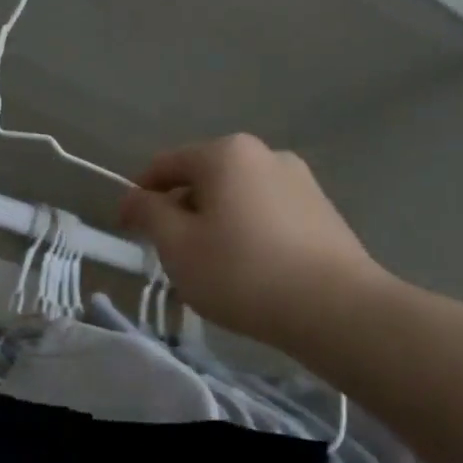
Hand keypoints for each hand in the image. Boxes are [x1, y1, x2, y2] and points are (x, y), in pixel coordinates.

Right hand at [119, 134, 386, 350]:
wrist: (335, 308)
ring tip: (209, 267)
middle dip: (178, 211)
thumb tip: (134, 197)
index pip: (164, 166)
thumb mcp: (177, 245)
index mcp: (225, 154)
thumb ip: (148, 214)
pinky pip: (264, 214)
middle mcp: (265, 154)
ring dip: (212, 224)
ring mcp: (299, 181)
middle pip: (202, 179)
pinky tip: (246, 270)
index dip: (138, 197)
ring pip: (234, 198)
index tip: (127, 231)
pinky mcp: (321, 210)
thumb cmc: (241, 271)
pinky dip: (244, 233)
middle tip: (168, 255)